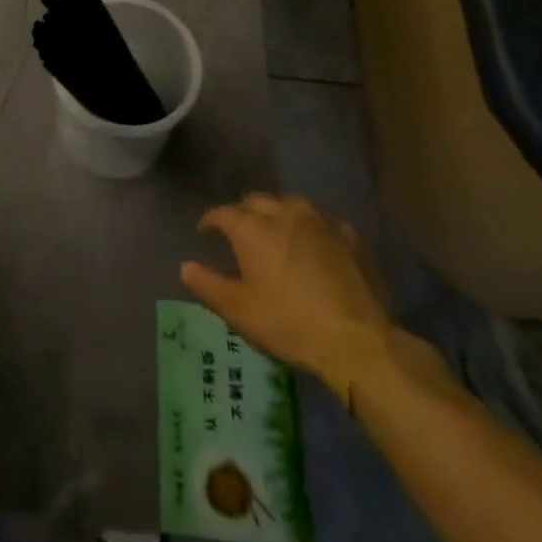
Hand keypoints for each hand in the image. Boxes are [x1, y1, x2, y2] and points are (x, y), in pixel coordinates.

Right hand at [181, 195, 392, 404]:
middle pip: (257, 202)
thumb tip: (184, 266)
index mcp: (252, 229)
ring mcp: (320, 223)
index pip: (223, 213)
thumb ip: (208, 285)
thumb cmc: (290, 324)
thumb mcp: (240, 311)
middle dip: (244, 212)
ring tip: (278, 229)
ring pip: (293, 204)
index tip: (205, 232)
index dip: (211, 221)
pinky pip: (326, 223)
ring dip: (280, 213)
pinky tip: (318, 243)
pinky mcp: (351, 239)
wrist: (357, 340)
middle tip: (241, 231)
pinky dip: (315, 229)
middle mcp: (284, 214)